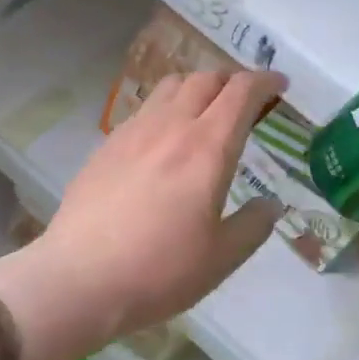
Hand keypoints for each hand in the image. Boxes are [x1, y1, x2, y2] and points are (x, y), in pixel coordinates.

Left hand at [0, 69, 285, 359]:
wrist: (79, 280)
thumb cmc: (160, 271)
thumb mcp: (222, 258)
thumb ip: (253, 225)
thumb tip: (271, 205)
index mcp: (207, 147)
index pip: (241, 92)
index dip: (265, 81)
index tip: (279, 85)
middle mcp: (171, 127)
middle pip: (205, 79)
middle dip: (232, 81)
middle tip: (244, 102)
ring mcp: (132, 133)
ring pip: (170, 87)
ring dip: (196, 88)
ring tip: (204, 113)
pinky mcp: (105, 147)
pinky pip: (143, 110)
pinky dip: (165, 110)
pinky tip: (162, 141)